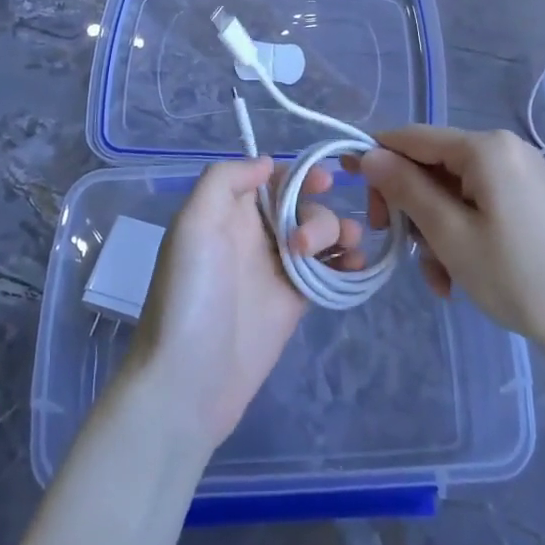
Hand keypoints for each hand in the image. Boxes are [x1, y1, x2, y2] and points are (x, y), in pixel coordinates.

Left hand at [123, 157, 364, 449]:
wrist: (189, 381)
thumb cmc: (190, 295)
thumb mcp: (193, 224)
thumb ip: (225, 180)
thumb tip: (268, 163)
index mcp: (228, 212)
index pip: (272, 179)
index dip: (299, 174)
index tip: (322, 181)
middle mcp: (254, 234)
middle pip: (302, 204)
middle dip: (316, 213)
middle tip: (304, 245)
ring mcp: (277, 268)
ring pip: (320, 234)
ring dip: (339, 232)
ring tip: (347, 251)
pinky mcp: (295, 301)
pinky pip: (329, 270)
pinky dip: (348, 262)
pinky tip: (355, 266)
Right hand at [354, 127, 544, 356]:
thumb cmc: (515, 276)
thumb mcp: (449, 234)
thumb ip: (406, 189)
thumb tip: (368, 155)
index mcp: (485, 148)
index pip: (412, 137)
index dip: (376, 158)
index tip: (349, 187)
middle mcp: (502, 148)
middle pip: (431, 165)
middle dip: (409, 206)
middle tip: (396, 246)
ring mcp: (517, 172)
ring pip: (450, 189)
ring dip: (432, 229)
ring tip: (438, 277)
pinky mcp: (525, 196)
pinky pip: (474, 202)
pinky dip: (457, 231)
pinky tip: (455, 274)